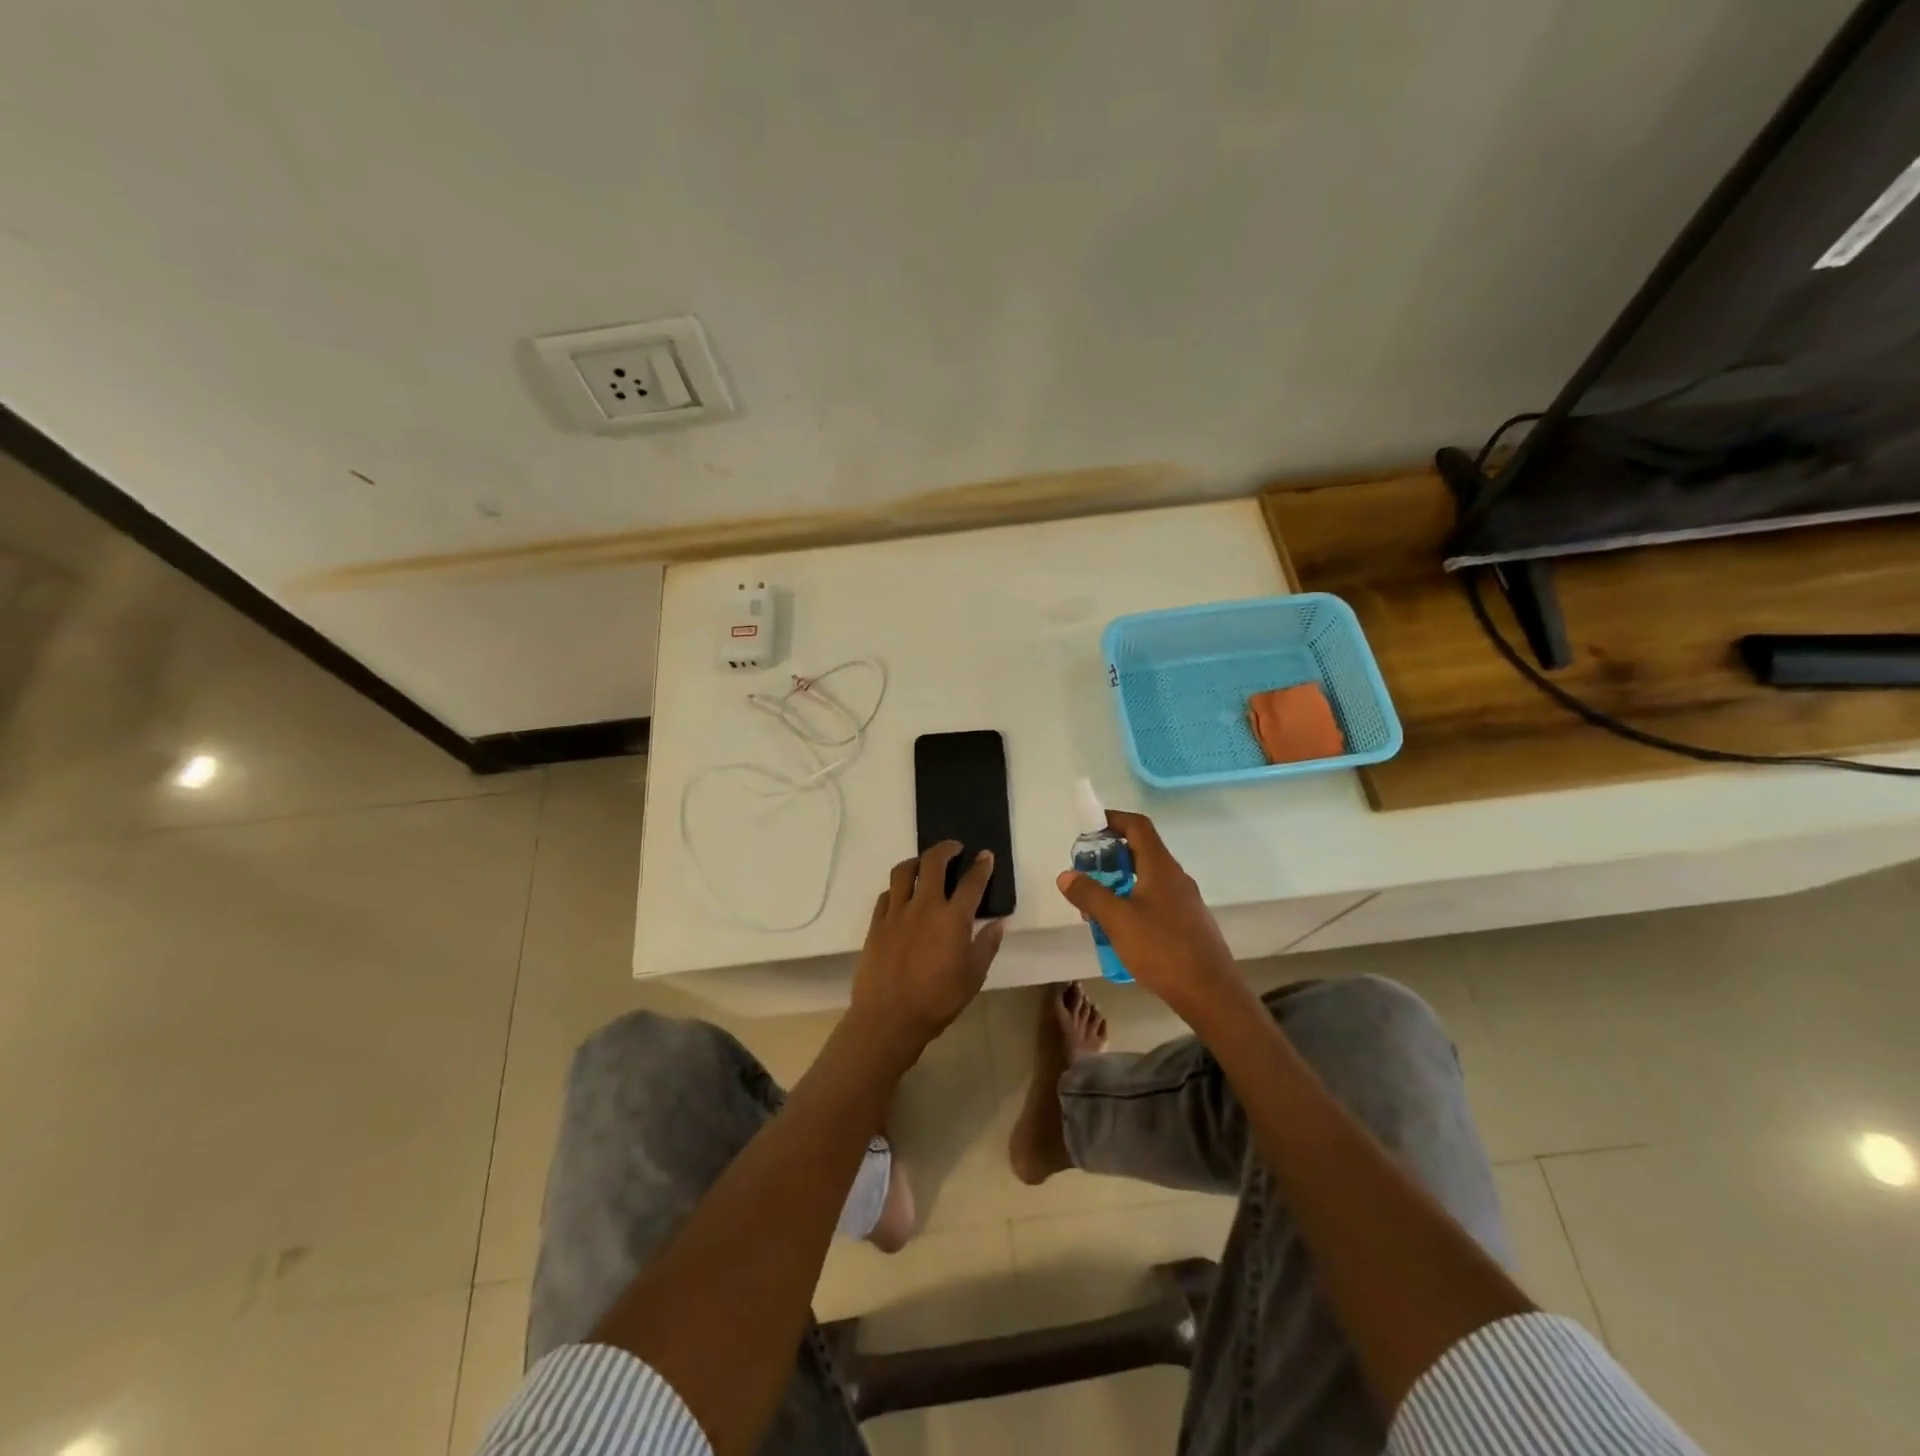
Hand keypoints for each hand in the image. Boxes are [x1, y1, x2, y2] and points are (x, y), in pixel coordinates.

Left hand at [849, 841, 1005, 1058]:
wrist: (889, 1017)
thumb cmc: (938, 1000)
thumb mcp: (973, 976)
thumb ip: (987, 945)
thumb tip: (999, 922)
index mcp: (953, 918)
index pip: (971, 882)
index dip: (981, 866)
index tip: (986, 856)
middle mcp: (924, 906)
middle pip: (933, 862)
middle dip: (946, 849)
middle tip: (954, 848)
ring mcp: (896, 912)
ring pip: (903, 871)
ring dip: (917, 861)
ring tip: (924, 864)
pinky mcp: (876, 923)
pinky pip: (886, 894)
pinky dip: (896, 888)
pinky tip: (901, 895)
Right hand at [1054, 811, 1249, 1024]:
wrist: (1211, 993)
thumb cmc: (1162, 950)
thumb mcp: (1117, 921)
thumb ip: (1090, 894)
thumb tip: (1066, 875)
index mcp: (1161, 867)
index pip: (1138, 826)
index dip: (1113, 819)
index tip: (1089, 826)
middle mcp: (1175, 877)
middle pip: (1141, 851)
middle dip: (1110, 857)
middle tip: (1085, 872)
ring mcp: (1185, 900)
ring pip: (1146, 879)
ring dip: (1119, 883)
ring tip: (1096, 906)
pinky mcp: (1187, 923)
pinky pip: (1155, 900)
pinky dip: (1133, 902)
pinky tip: (1120, 929)